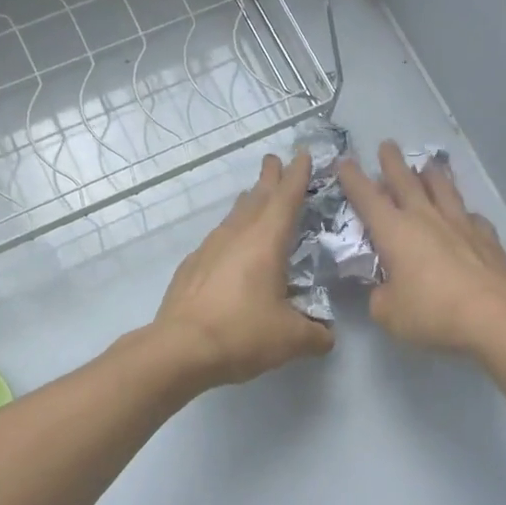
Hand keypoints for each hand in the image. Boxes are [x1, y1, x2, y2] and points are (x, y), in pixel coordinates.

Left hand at [153, 151, 334, 385]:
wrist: (179, 349)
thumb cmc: (241, 334)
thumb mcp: (290, 339)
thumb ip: (315, 335)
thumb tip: (326, 337)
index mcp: (265, 242)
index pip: (286, 199)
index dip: (297, 176)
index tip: (302, 155)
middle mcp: (236, 237)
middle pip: (256, 198)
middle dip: (269, 178)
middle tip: (274, 160)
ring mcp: (209, 249)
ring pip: (233, 216)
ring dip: (247, 203)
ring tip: (253, 196)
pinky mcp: (191, 267)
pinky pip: (217, 240)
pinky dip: (229, 233)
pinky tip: (228, 247)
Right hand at [338, 142, 505, 354]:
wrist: (495, 316)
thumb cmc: (432, 312)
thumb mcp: (389, 313)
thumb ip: (380, 297)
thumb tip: (385, 290)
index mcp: (394, 231)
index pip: (367, 198)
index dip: (353, 179)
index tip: (344, 161)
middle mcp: (426, 218)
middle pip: (406, 182)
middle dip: (393, 163)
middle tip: (387, 145)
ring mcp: (460, 225)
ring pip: (443, 190)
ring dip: (433, 176)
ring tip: (429, 165)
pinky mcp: (487, 238)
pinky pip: (472, 218)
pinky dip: (464, 214)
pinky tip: (467, 216)